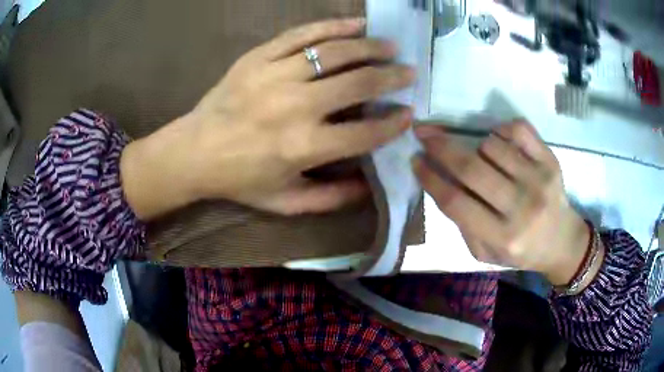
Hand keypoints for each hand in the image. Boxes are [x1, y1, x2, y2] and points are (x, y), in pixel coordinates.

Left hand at [121, 18, 414, 218]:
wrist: (194, 152)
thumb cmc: (240, 180)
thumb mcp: (286, 202)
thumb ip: (331, 199)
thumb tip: (370, 186)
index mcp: (303, 147)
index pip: (365, 132)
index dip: (393, 123)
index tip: (409, 115)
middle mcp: (294, 106)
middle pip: (358, 83)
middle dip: (391, 77)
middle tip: (409, 72)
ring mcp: (274, 75)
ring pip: (334, 52)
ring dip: (369, 47)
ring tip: (389, 46)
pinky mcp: (258, 57)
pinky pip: (301, 35)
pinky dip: (333, 26)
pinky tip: (355, 24)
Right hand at [413, 121, 590, 285]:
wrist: (562, 242)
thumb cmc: (520, 251)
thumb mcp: (485, 253)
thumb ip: (463, 223)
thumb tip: (442, 182)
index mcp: (502, 237)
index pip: (456, 202)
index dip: (430, 177)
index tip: (415, 160)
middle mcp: (522, 207)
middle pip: (471, 168)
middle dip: (441, 147)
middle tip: (425, 135)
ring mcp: (539, 180)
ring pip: (492, 145)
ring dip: (477, 146)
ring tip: (481, 158)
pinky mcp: (551, 161)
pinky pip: (518, 129)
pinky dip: (501, 130)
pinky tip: (499, 142)